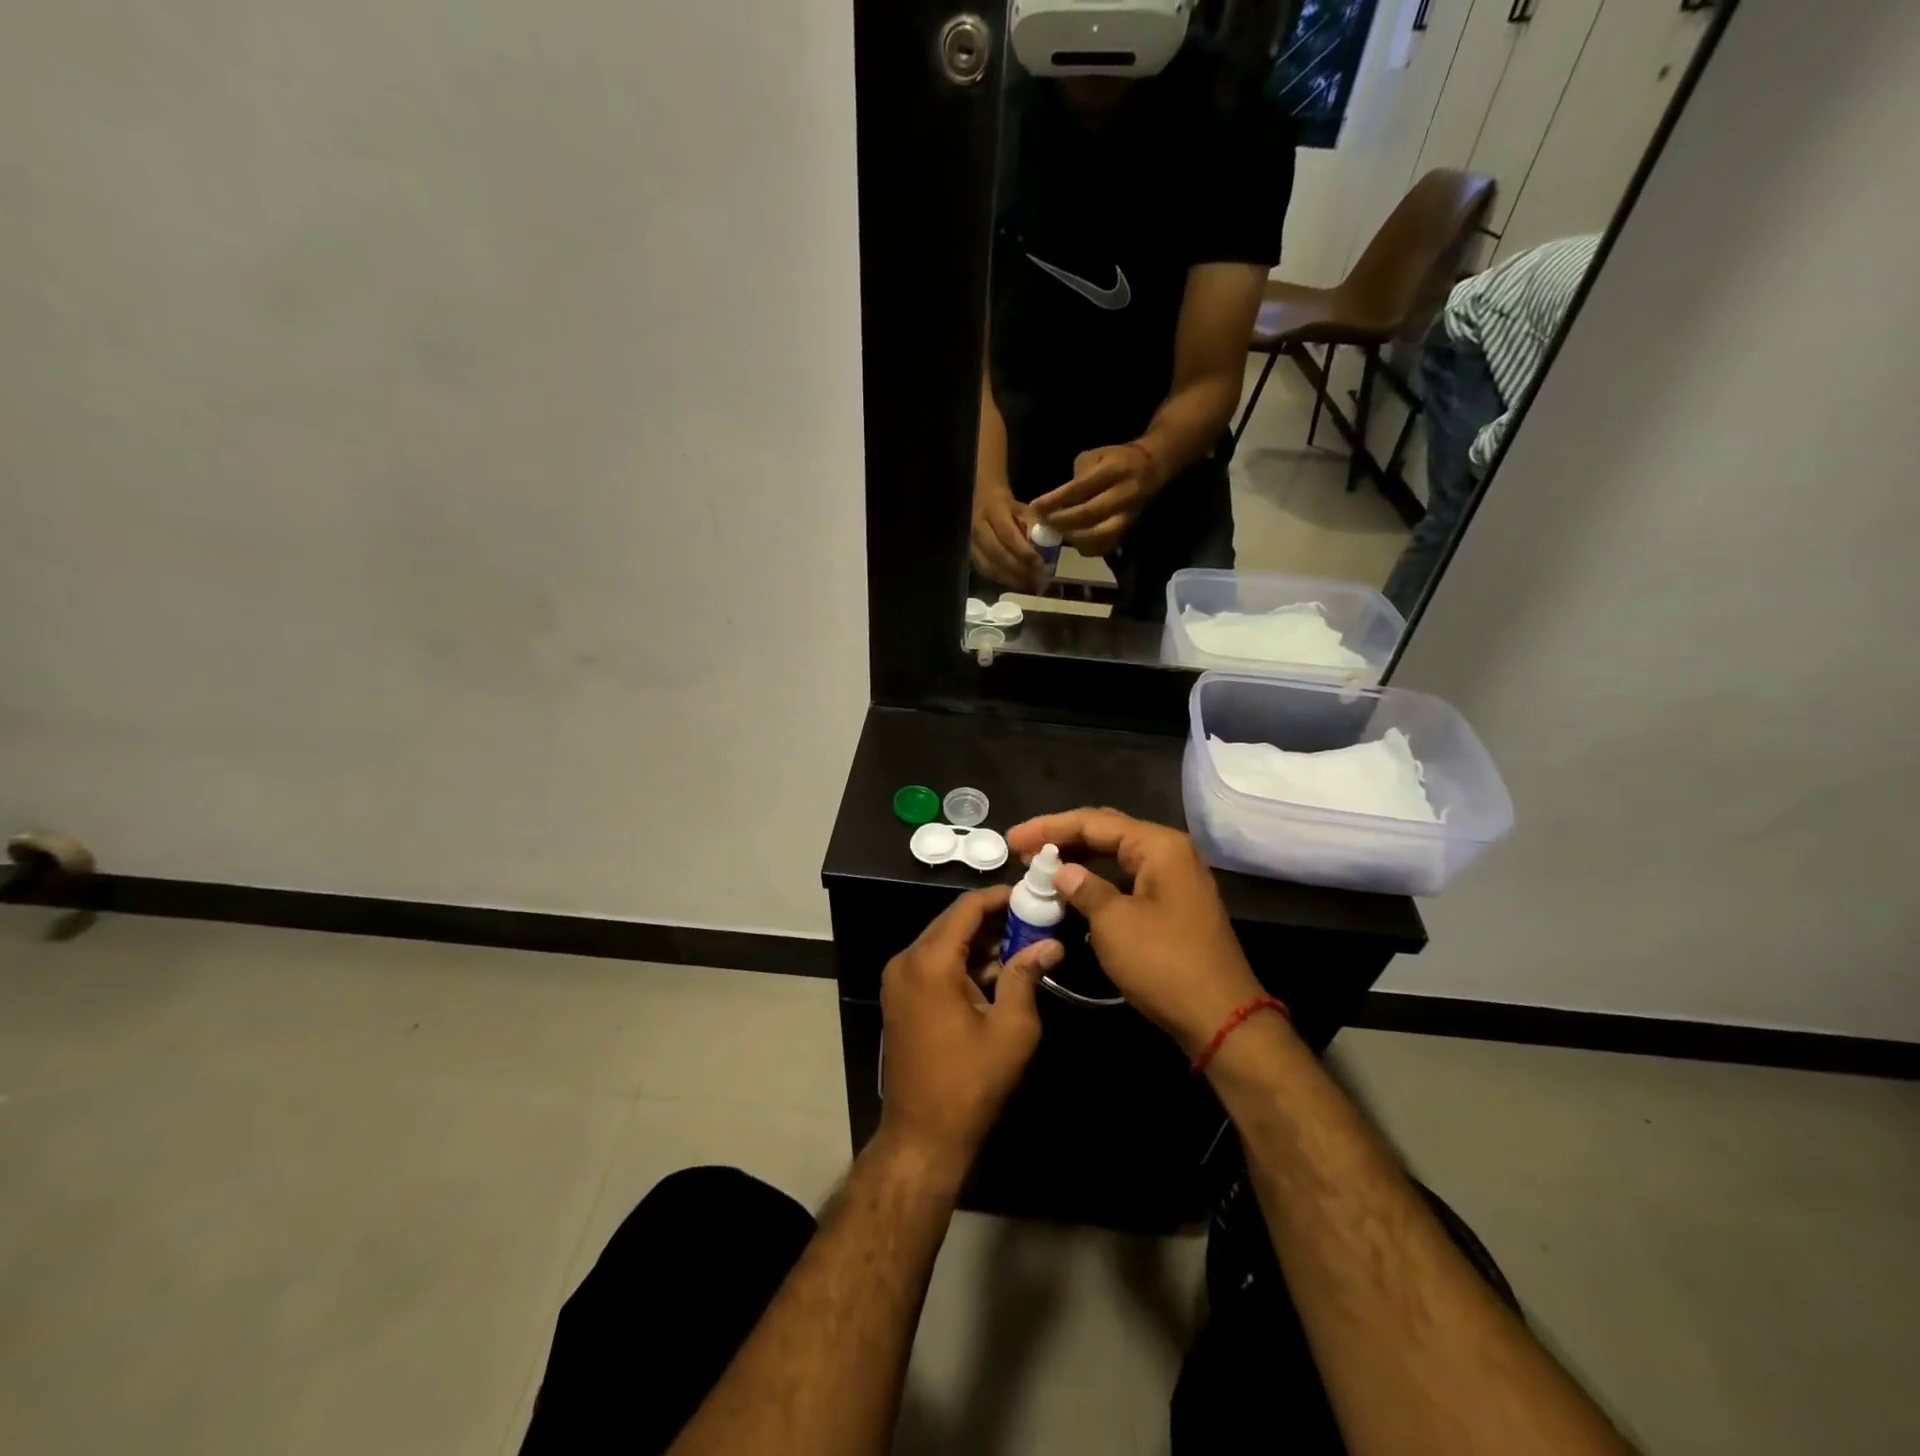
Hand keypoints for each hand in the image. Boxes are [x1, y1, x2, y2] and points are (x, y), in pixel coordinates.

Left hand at [879, 886, 1060, 1174]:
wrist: (922, 1136)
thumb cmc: (970, 1082)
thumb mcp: (1011, 1028)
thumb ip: (1026, 976)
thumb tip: (1050, 944)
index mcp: (930, 962)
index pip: (966, 908)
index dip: (1000, 897)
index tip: (1032, 894)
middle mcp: (906, 961)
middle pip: (952, 922)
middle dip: (993, 919)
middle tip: (1033, 920)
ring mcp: (898, 980)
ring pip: (943, 942)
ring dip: (979, 941)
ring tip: (1022, 944)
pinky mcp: (899, 997)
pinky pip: (933, 963)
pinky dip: (962, 961)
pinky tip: (995, 972)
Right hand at [971, 482, 1044, 590]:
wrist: (981, 502)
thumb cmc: (1007, 507)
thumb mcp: (1023, 509)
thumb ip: (1033, 525)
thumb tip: (1043, 547)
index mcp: (993, 511)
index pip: (1009, 536)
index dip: (1024, 553)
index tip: (1040, 565)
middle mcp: (978, 528)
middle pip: (998, 555)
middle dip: (1019, 570)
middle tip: (1038, 581)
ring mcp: (970, 543)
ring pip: (990, 566)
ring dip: (1011, 579)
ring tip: (1029, 586)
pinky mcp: (968, 555)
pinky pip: (985, 571)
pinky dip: (1001, 580)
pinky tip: (1015, 583)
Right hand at [1006, 808, 1262, 1054]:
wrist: (1221, 1018)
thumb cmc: (1164, 964)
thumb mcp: (1114, 923)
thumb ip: (1084, 889)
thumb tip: (1062, 871)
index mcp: (1158, 846)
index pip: (1093, 822)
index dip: (1048, 827)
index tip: (1012, 839)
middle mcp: (1169, 853)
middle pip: (1106, 833)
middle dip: (1062, 839)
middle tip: (1022, 850)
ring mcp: (1173, 880)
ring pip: (1116, 857)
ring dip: (1078, 861)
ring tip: (1040, 869)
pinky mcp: (1172, 906)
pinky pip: (1126, 881)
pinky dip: (1097, 883)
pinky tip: (1072, 892)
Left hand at [1028, 443, 1163, 556]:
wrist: (1150, 469)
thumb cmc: (1114, 460)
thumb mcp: (1094, 457)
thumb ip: (1076, 478)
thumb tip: (1055, 503)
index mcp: (1114, 469)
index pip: (1080, 488)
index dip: (1055, 500)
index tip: (1035, 507)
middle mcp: (1124, 493)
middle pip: (1089, 514)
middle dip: (1062, 521)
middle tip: (1043, 524)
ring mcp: (1128, 514)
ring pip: (1099, 534)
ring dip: (1073, 537)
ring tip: (1057, 533)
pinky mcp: (1129, 529)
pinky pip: (1106, 545)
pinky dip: (1086, 547)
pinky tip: (1074, 541)